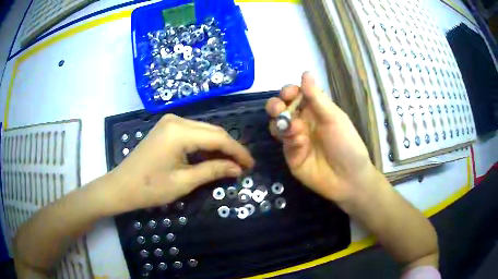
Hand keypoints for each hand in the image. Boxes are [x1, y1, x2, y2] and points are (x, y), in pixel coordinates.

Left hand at [101, 114, 253, 214]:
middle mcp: (176, 120)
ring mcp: (170, 122)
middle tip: (243, 166)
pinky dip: (205, 145)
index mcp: (179, 132)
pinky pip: (193, 133)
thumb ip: (213, 171)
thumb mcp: (184, 182)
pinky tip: (213, 156)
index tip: (251, 165)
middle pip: (213, 131)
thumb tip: (237, 169)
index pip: (218, 137)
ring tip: (231, 163)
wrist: (121, 186)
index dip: (238, 151)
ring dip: (219, 146)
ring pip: (204, 131)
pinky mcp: (167, 128)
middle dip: (230, 148)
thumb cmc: (150, 188)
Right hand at [265, 72, 376, 202]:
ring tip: (292, 128)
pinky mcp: (290, 155)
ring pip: (277, 124)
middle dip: (276, 106)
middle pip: (281, 108)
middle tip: (278, 109)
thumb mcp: (334, 118)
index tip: (288, 93)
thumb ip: (316, 97)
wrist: (348, 179)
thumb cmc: (346, 144)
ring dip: (279, 122)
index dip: (289, 91)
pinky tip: (299, 143)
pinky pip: (283, 142)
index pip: (295, 95)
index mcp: (315, 110)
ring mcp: (295, 139)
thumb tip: (305, 72)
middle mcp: (303, 122)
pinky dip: (288, 139)